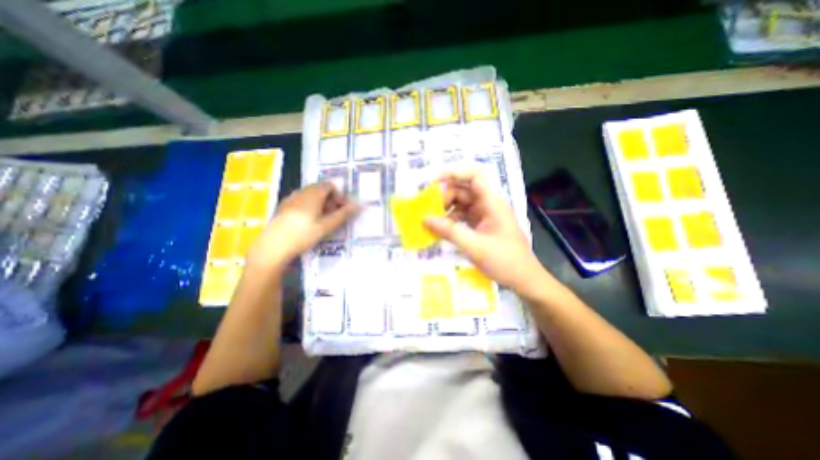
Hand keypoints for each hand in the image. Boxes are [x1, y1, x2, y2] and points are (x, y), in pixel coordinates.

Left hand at [245, 182, 357, 269]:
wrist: (272, 247)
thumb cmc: (303, 235)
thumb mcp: (326, 226)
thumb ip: (343, 215)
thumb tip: (358, 206)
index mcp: (312, 194)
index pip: (329, 185)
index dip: (339, 195)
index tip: (342, 209)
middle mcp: (301, 192)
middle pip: (320, 189)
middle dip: (330, 200)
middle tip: (334, 216)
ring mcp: (290, 199)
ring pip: (310, 195)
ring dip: (320, 203)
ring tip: (322, 220)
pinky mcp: (283, 207)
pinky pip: (301, 200)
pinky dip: (309, 206)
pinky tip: (308, 222)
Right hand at [423, 170, 549, 291]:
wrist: (524, 279)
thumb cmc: (505, 261)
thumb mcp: (474, 246)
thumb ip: (449, 231)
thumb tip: (425, 219)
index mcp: (492, 203)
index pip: (475, 177)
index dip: (455, 173)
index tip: (435, 181)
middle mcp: (488, 205)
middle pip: (465, 190)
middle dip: (446, 195)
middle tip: (429, 207)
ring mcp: (485, 215)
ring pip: (462, 203)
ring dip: (447, 208)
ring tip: (431, 218)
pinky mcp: (482, 225)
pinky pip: (463, 216)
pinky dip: (451, 219)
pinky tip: (441, 228)